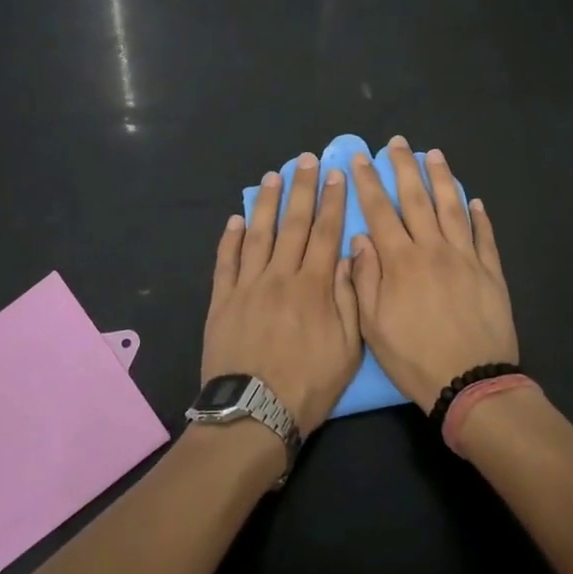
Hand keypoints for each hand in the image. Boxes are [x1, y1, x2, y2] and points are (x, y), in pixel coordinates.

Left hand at [203, 155, 361, 435]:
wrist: (253, 414)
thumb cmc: (308, 386)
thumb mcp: (348, 348)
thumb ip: (349, 298)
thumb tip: (350, 255)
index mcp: (314, 287)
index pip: (326, 233)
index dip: (333, 201)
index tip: (337, 174)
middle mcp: (280, 276)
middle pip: (293, 224)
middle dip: (302, 188)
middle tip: (306, 160)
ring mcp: (247, 286)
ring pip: (258, 234)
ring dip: (267, 203)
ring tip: (273, 176)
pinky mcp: (222, 301)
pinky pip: (225, 261)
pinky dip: (230, 238)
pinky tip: (236, 219)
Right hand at [350, 138, 518, 412]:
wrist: (472, 383)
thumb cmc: (415, 358)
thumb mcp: (374, 326)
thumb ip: (365, 278)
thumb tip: (361, 239)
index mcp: (401, 261)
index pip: (379, 212)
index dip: (368, 183)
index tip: (360, 159)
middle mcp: (433, 249)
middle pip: (416, 199)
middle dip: (404, 168)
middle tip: (398, 143)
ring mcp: (466, 257)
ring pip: (452, 208)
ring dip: (442, 179)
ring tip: (434, 155)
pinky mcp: (491, 271)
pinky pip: (484, 236)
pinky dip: (480, 216)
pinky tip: (475, 201)